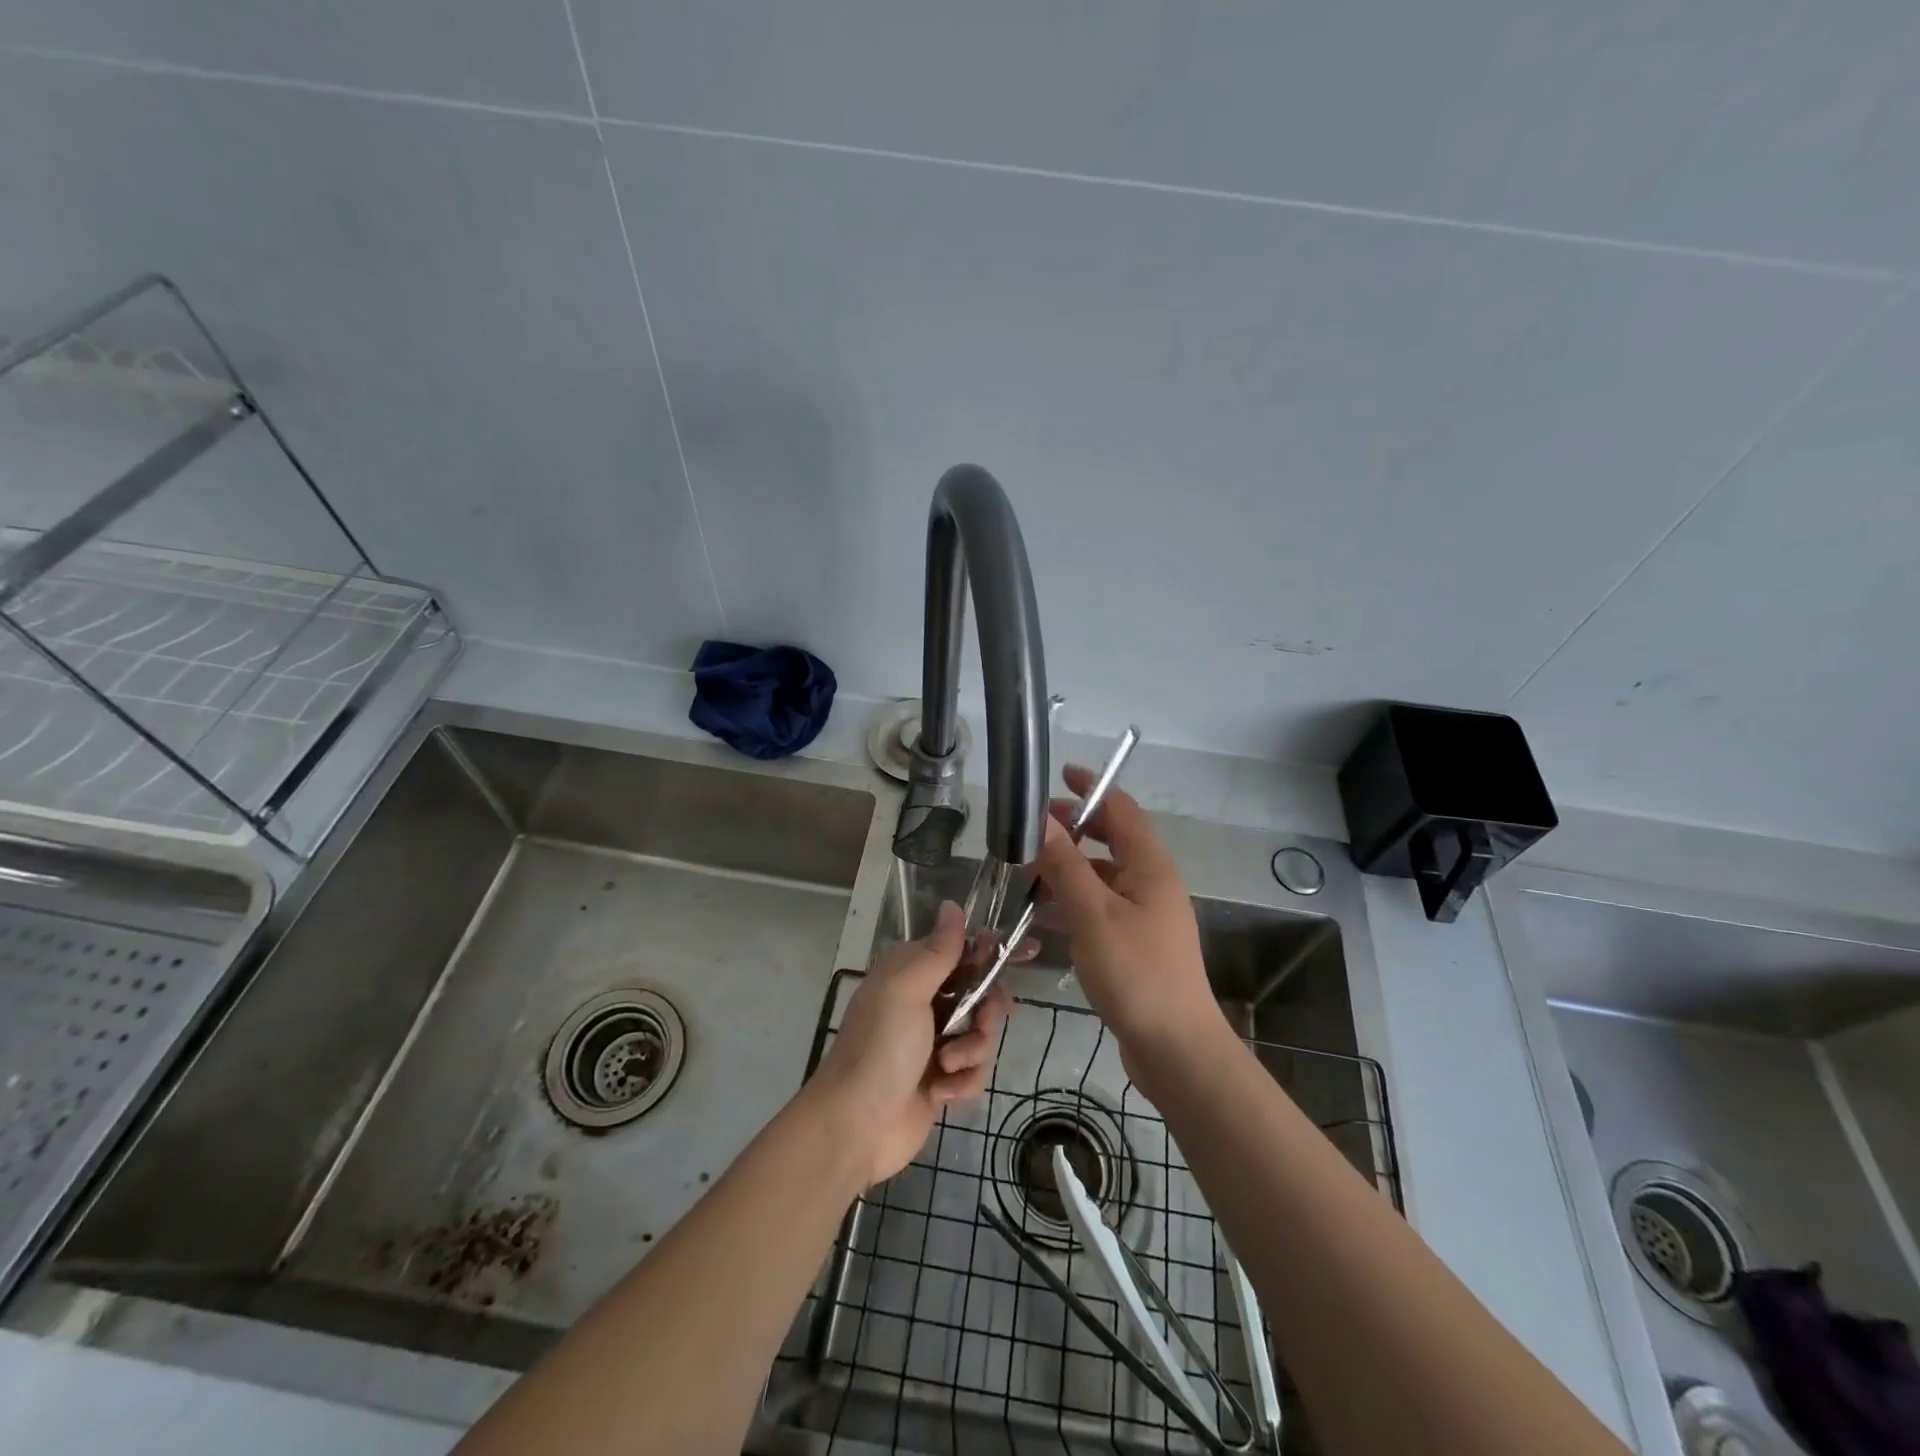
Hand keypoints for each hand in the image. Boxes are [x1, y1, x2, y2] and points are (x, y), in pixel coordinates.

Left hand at [807, 901, 1010, 1187]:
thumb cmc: (880, 1047)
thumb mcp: (907, 989)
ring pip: (983, 1034)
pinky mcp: (942, 1079)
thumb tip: (952, 904)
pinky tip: (939, 1093)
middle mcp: (925, 1001)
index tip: (1029, 952)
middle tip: (977, 1026)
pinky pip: (975, 1070)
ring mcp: (934, 1042)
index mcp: (912, 973)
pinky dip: (962, 1082)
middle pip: (983, 993)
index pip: (962, 949)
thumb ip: (938, 950)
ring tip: (946, 1069)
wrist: (856, 1125)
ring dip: (972, 1052)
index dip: (993, 950)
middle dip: (986, 1013)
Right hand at [1035, 767, 1225, 1084]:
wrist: (1175, 1048)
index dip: (1092, 788)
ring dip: (1068, 868)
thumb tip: (1042, 820)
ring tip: (1026, 873)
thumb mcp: (1093, 914)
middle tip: (1032, 829)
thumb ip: (1065, 865)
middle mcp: (1151, 883)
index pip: (1122, 809)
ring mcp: (1146, 915)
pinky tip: (1042, 917)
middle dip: (1074, 829)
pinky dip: (1073, 902)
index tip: (1059, 776)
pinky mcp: (1136, 944)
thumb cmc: (1136, 973)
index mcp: (1150, 866)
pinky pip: (1100, 907)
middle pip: (1112, 839)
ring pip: (1103, 876)